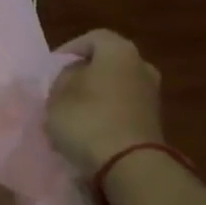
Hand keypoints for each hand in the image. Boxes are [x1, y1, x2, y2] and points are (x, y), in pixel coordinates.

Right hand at [47, 29, 164, 176]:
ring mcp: (151, 95)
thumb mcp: (57, 97)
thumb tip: (71, 79)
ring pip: (116, 87)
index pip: (91, 38)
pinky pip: (124, 109)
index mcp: (119, 50)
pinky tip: (90, 131)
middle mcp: (141, 66)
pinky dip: (107, 115)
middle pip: (106, 63)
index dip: (69, 51)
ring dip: (96, 97)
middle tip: (61, 90)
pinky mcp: (154, 122)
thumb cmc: (88, 120)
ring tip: (72, 114)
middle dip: (83, 74)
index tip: (51, 69)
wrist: (130, 166)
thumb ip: (62, 81)